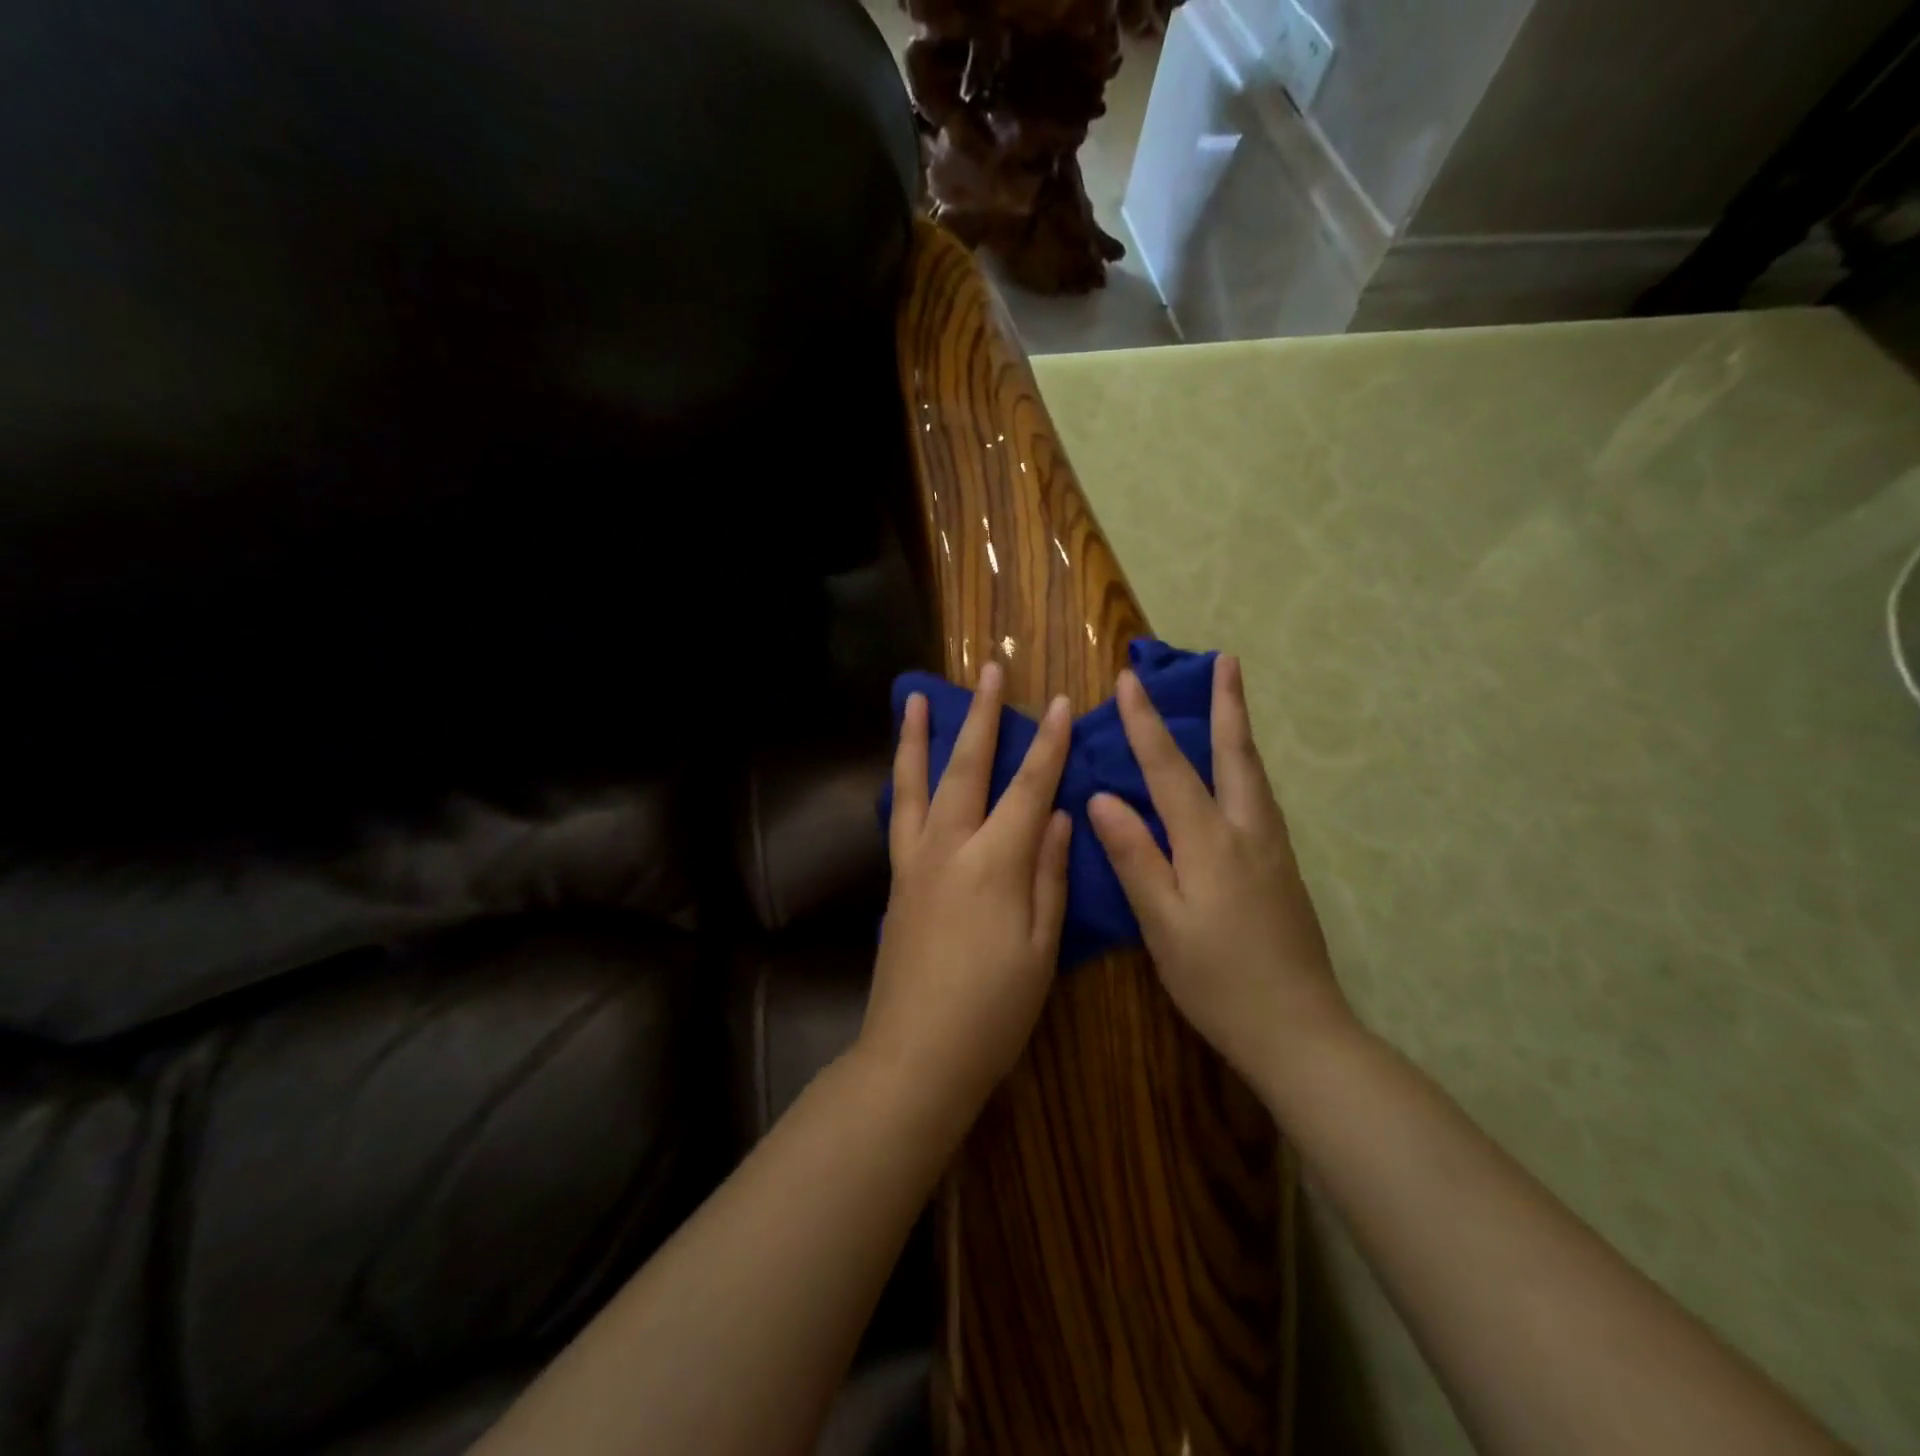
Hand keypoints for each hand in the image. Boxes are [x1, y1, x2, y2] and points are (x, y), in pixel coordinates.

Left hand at [863, 661, 1073, 1112]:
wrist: (916, 1053)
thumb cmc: (993, 1010)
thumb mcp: (1042, 948)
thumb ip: (1052, 875)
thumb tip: (1064, 817)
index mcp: (995, 863)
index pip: (1029, 788)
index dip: (1048, 744)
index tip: (1060, 702)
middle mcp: (949, 848)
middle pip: (967, 768)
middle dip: (982, 716)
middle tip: (989, 670)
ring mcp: (914, 861)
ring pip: (916, 783)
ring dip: (920, 737)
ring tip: (918, 698)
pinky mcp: (896, 880)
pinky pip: (899, 815)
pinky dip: (902, 782)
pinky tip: (905, 770)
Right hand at [1087, 655, 1349, 1086]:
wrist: (1299, 1030)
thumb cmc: (1218, 980)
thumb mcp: (1163, 923)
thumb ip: (1135, 856)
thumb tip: (1103, 798)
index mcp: (1211, 842)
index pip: (1169, 768)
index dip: (1144, 723)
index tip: (1127, 680)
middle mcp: (1248, 832)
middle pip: (1235, 755)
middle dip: (1227, 704)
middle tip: (1226, 660)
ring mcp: (1273, 849)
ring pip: (1254, 774)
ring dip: (1239, 730)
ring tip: (1232, 700)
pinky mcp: (1283, 869)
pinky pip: (1260, 798)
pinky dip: (1246, 767)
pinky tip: (1238, 776)